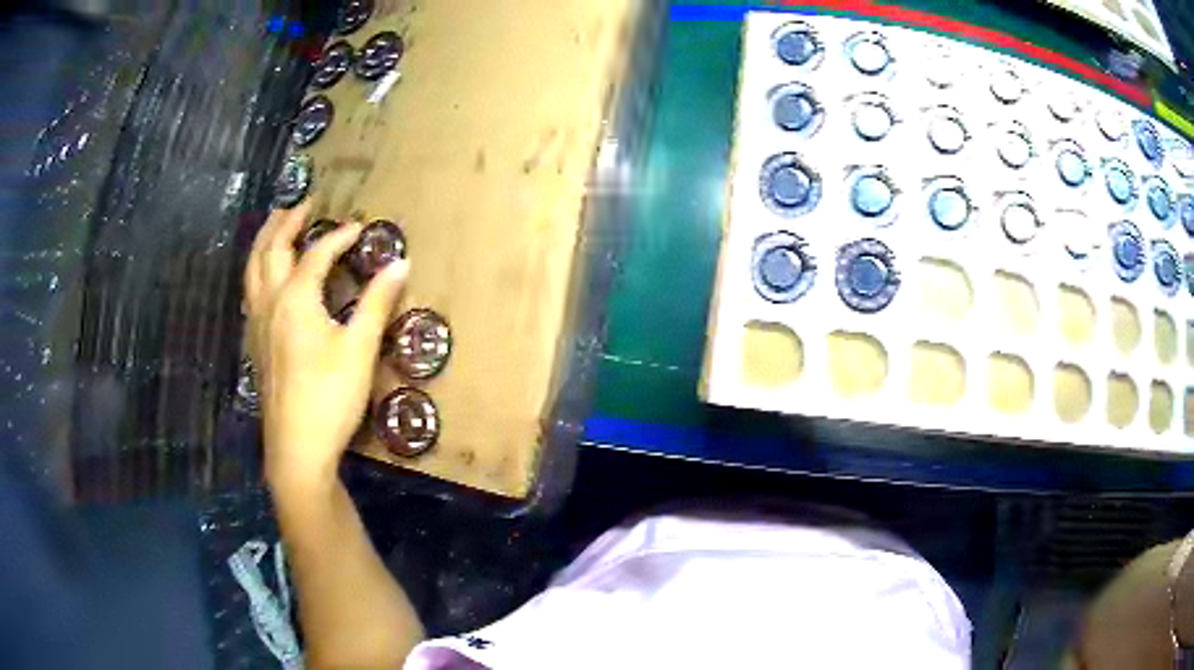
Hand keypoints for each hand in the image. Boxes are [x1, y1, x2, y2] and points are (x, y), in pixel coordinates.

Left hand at [244, 204, 407, 490]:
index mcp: (295, 298)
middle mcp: (270, 302)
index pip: (317, 253)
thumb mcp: (360, 349)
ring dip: (264, 241)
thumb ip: (377, 303)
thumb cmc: (329, 397)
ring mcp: (257, 324)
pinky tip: (264, 280)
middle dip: (287, 222)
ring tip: (275, 226)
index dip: (339, 236)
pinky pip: (249, 292)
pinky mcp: (254, 344)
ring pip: (252, 269)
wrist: (296, 448)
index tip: (359, 226)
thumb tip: (401, 263)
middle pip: (271, 249)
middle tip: (303, 203)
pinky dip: (256, 270)